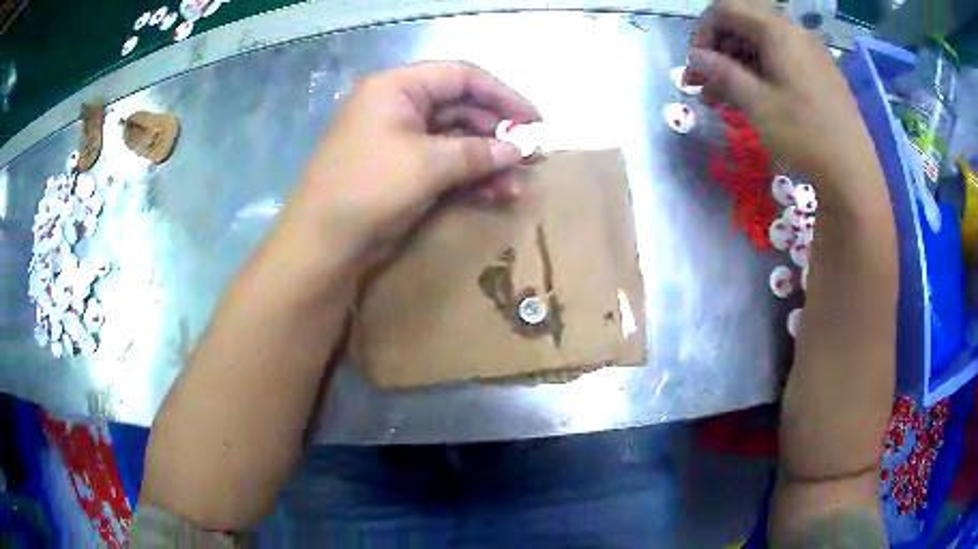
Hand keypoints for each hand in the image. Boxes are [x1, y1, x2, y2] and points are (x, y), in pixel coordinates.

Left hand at [287, 62, 539, 263]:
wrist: (323, 243)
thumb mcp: (428, 164)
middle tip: (530, 157)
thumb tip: (520, 149)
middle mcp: (399, 106)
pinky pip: (444, 163)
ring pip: (456, 140)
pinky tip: (494, 195)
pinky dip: (469, 177)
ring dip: (488, 162)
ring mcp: (400, 139)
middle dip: (497, 134)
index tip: (534, 120)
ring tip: (517, 186)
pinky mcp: (401, 169)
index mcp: (397, 87)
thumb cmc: (370, 188)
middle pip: (461, 108)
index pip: (461, 77)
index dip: (502, 95)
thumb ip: (478, 152)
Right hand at [686, 1, 879, 191]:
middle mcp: (795, 33)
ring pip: (763, 46)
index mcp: (778, 31)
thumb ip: (722, 72)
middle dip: (719, 51)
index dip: (703, 33)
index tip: (695, 67)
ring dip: (738, 65)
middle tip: (704, 85)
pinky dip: (762, 73)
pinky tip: (754, 100)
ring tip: (723, 98)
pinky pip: (784, 61)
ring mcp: (812, 54)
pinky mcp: (822, 76)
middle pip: (745, 26)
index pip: (725, 10)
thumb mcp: (757, 104)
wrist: (854, 177)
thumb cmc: (805, 136)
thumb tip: (696, 58)